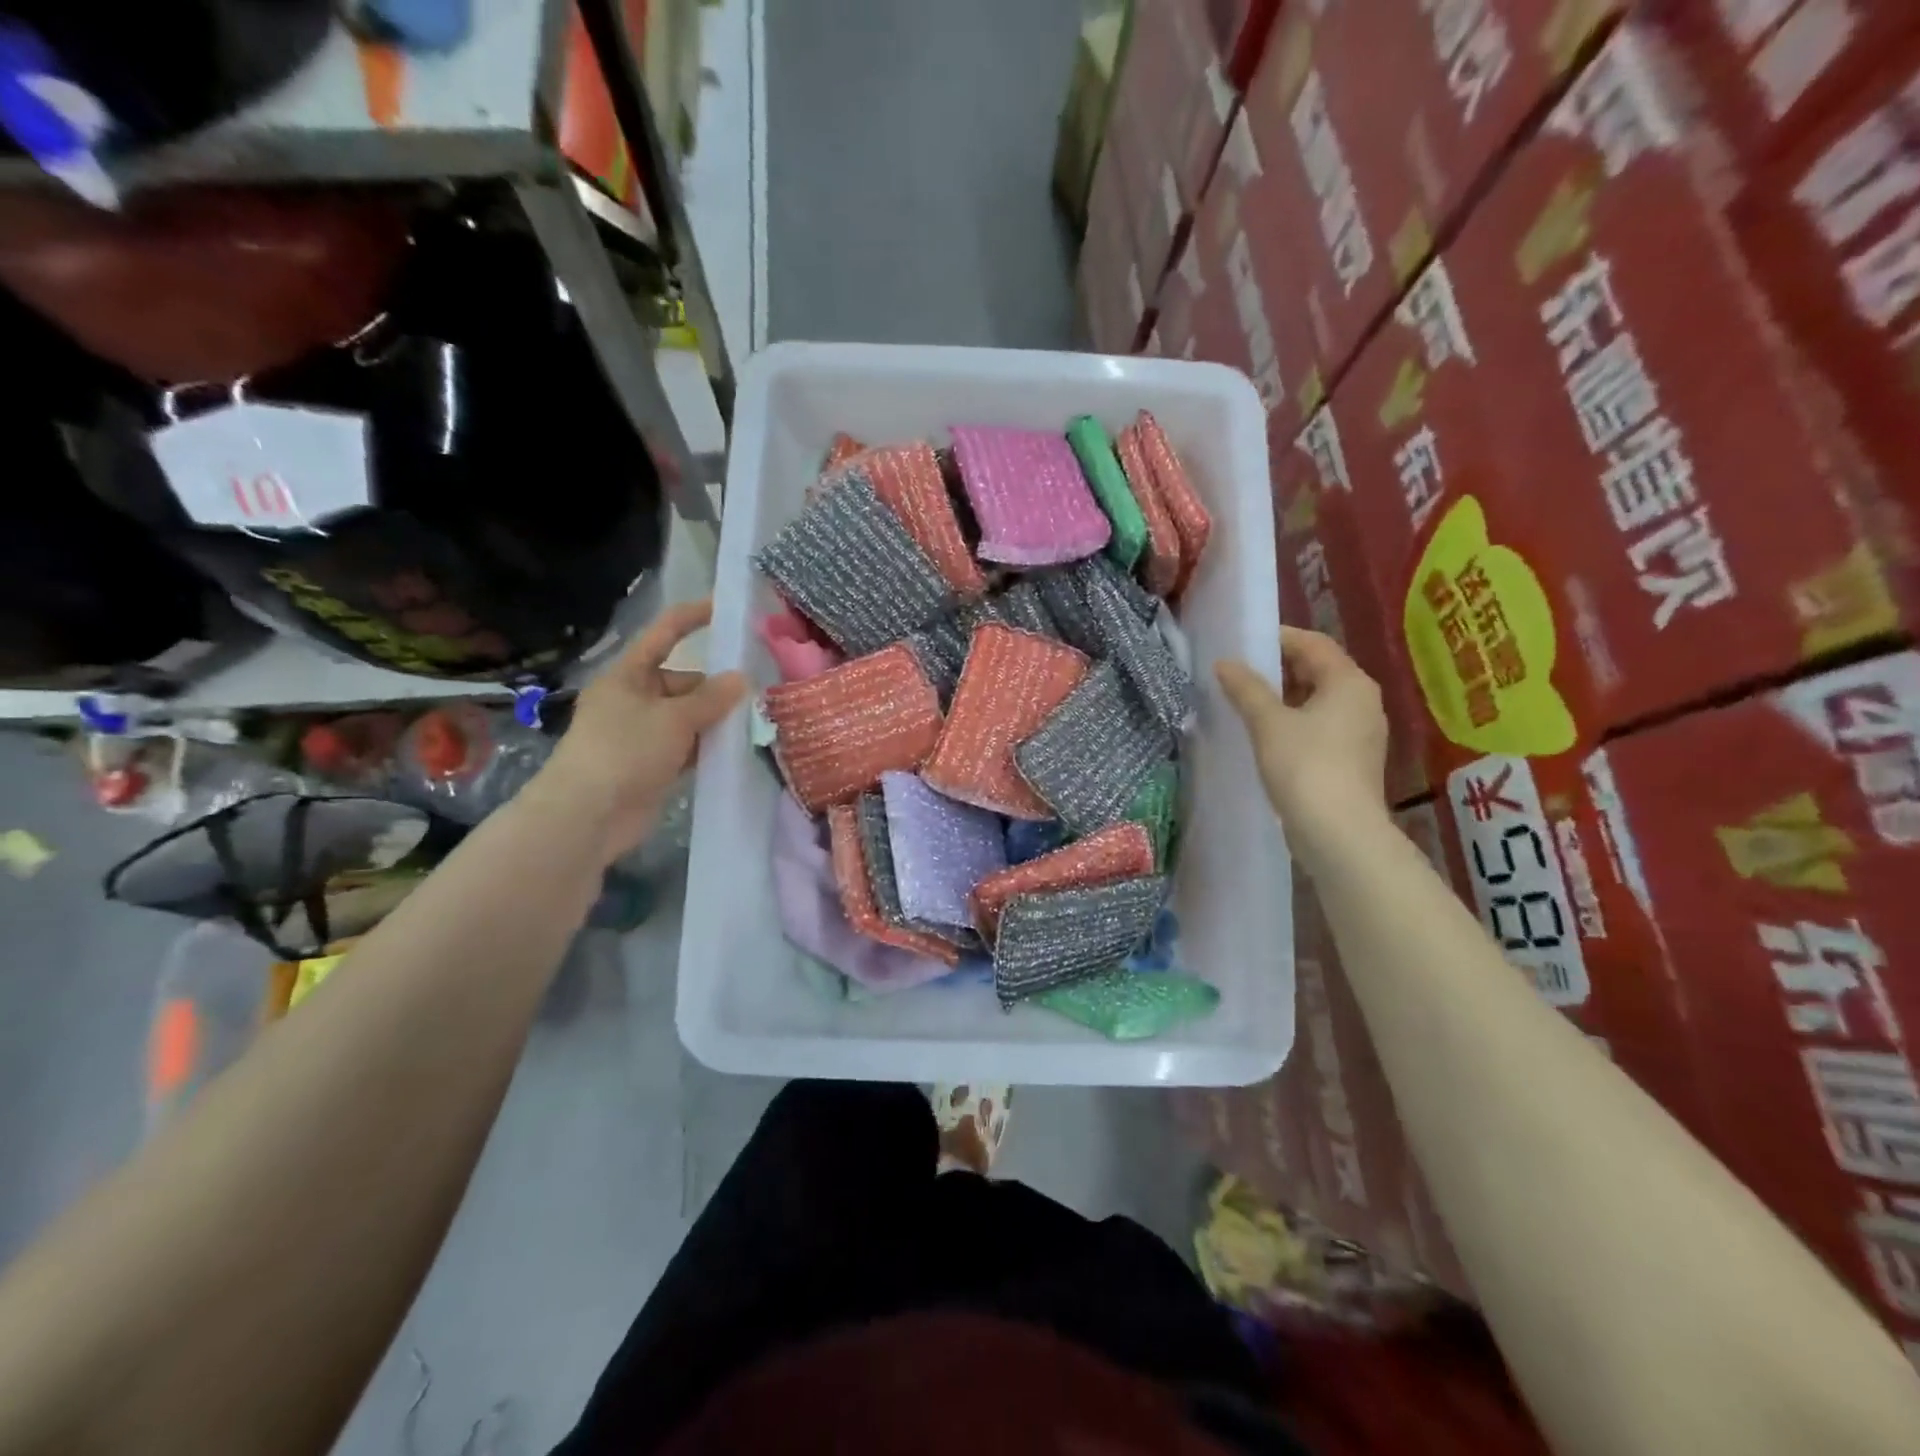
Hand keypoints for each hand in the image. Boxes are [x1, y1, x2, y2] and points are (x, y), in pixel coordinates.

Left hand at [528, 598, 747, 864]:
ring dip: (715, 721)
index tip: (725, 609)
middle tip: (757, 695)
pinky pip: (687, 747)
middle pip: (684, 682)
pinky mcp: (651, 765)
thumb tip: (741, 678)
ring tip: (755, 722)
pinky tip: (735, 751)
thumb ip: (711, 698)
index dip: (693, 618)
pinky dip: (707, 748)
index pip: (664, 634)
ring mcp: (642, 734)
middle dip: (717, 688)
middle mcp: (634, 699)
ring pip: (688, 717)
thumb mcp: (674, 718)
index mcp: (629, 675)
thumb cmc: (625, 751)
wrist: (587, 815)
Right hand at [1216, 628, 1390, 871]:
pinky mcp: (1351, 760)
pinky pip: (1320, 726)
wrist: (1338, 833)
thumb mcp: (1268, 723)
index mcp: (1349, 682)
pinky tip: (1264, 734)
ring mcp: (1361, 733)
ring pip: (1318, 700)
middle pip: (1318, 670)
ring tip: (1244, 701)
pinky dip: (1293, 721)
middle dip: (1278, 668)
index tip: (1241, 643)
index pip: (1312, 644)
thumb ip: (1246, 688)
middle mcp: (1363, 701)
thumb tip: (1224, 663)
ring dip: (1283, 696)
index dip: (1277, 638)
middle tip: (1238, 672)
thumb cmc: (1305, 767)